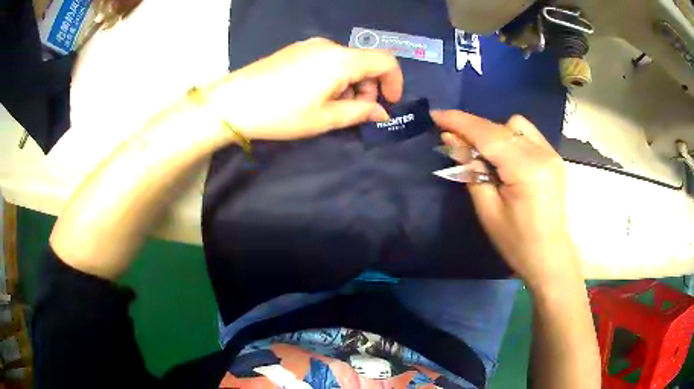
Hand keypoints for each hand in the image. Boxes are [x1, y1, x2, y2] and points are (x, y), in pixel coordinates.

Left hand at [204, 37, 402, 140]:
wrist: (233, 102)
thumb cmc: (281, 113)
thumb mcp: (325, 118)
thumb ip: (359, 112)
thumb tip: (381, 112)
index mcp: (341, 60)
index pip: (385, 61)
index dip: (394, 81)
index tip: (390, 103)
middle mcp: (329, 46)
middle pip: (365, 61)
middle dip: (370, 87)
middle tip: (357, 112)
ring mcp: (310, 46)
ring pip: (345, 62)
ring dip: (351, 84)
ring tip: (332, 107)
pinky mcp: (296, 50)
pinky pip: (327, 60)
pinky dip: (334, 77)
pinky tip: (316, 95)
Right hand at [431, 111, 581, 288]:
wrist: (550, 255)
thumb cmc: (516, 242)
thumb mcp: (488, 211)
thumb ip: (471, 171)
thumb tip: (452, 140)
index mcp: (527, 170)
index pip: (489, 135)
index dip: (460, 122)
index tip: (436, 115)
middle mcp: (542, 154)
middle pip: (502, 127)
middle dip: (474, 130)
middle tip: (456, 143)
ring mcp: (551, 153)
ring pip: (516, 125)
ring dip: (494, 133)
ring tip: (485, 155)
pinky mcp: (554, 157)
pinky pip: (527, 134)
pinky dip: (510, 138)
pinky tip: (505, 158)